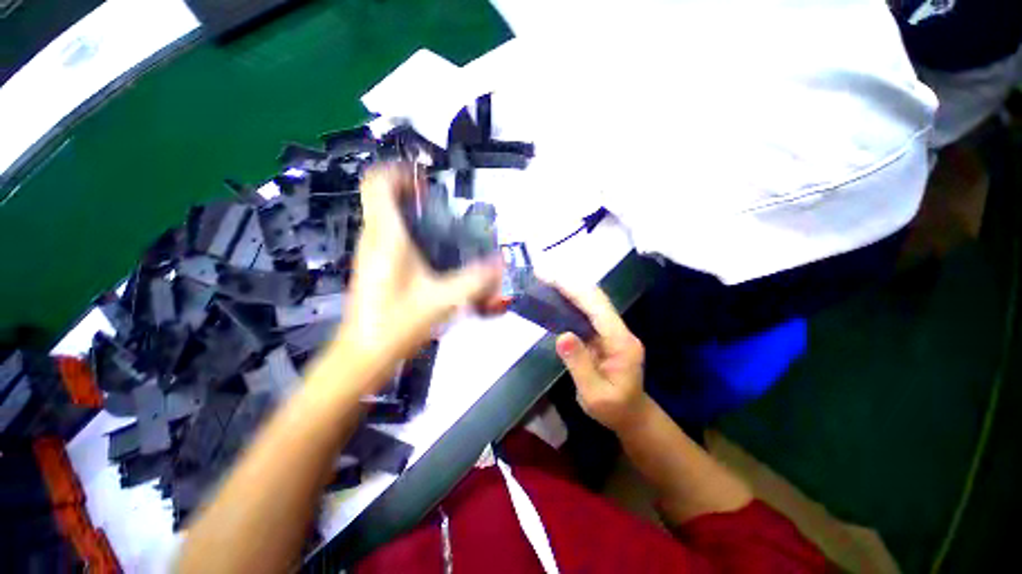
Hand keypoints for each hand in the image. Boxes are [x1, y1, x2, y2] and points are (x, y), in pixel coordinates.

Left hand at [339, 163, 502, 369]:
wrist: (364, 355)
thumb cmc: (399, 322)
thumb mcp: (444, 299)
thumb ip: (476, 280)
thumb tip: (501, 264)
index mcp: (385, 236)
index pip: (377, 184)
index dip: (398, 171)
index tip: (425, 179)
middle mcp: (372, 238)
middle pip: (382, 197)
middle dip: (410, 192)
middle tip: (441, 203)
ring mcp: (369, 253)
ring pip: (384, 217)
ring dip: (410, 213)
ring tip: (441, 225)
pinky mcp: (372, 267)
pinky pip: (387, 236)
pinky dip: (407, 233)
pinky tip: (430, 253)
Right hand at [554, 285, 645, 431]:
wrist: (632, 415)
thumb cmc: (614, 410)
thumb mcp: (594, 395)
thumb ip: (579, 365)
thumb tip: (562, 335)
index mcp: (621, 343)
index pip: (597, 308)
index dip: (574, 291)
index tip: (551, 278)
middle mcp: (619, 331)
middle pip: (596, 298)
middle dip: (570, 284)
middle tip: (543, 275)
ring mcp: (613, 331)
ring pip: (592, 301)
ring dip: (570, 289)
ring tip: (546, 281)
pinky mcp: (604, 334)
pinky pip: (587, 312)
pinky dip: (572, 301)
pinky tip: (557, 297)